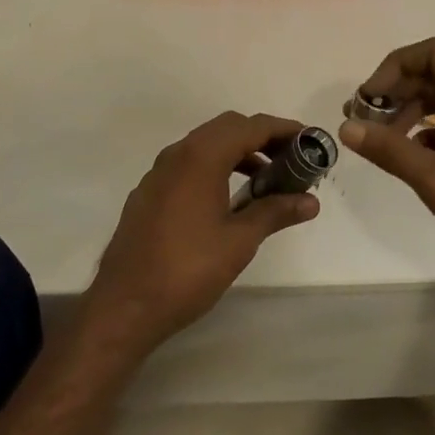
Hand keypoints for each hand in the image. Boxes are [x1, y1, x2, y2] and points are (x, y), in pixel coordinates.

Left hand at [85, 112, 318, 354]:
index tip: (310, 140)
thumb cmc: (187, 270)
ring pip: (206, 144)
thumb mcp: (239, 241)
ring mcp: (159, 172)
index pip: (251, 126)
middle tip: (291, 158)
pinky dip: (215, 166)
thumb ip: (275, 212)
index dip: (284, 129)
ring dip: (238, 152)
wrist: (123, 307)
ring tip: (266, 180)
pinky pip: (189, 164)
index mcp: (202, 157)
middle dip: (262, 137)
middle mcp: (178, 153)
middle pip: (228, 128)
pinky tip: (228, 199)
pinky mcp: (149, 193)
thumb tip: (311, 202)